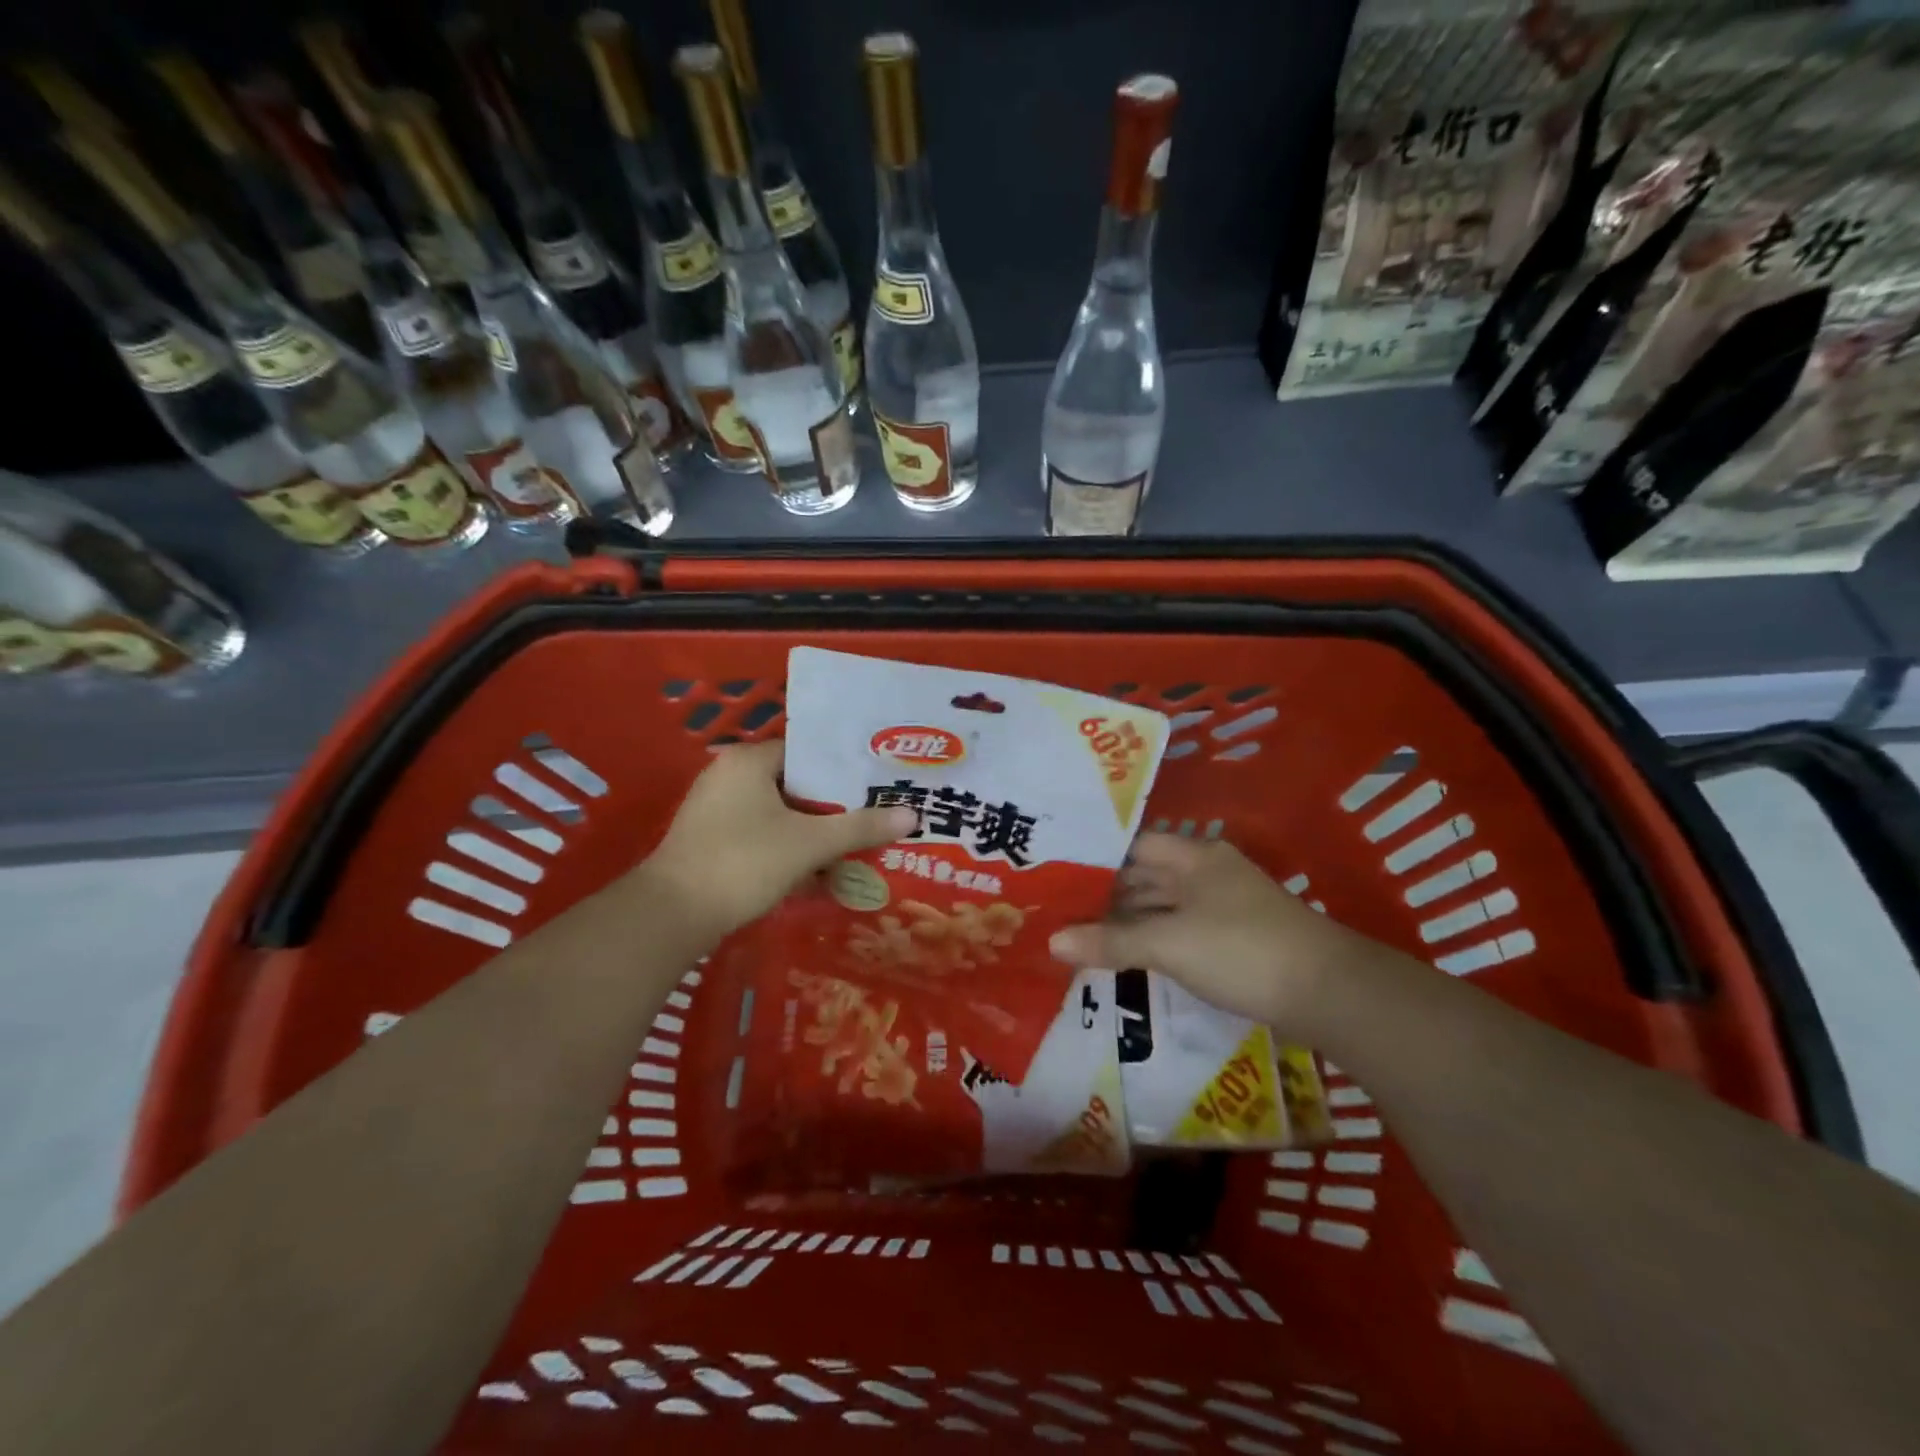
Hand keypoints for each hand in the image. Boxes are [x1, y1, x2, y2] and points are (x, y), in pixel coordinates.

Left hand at [638, 741, 916, 942]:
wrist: (672, 916)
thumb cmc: (743, 862)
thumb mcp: (810, 843)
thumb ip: (860, 827)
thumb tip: (913, 815)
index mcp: (749, 760)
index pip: (808, 752)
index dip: (845, 769)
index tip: (877, 785)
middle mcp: (729, 776)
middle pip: (796, 784)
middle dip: (834, 805)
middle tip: (874, 816)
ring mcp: (716, 810)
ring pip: (780, 812)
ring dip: (813, 831)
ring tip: (855, 845)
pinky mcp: (711, 841)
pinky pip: (762, 834)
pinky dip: (790, 847)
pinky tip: (819, 870)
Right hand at [1049, 832, 1373, 1028]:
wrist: (1329, 994)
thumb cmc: (1242, 951)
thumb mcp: (1170, 944)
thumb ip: (1110, 942)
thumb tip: (1051, 941)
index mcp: (1194, 857)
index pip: (1133, 846)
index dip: (1096, 859)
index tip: (1057, 875)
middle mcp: (1208, 873)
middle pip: (1146, 877)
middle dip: (1105, 895)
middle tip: (1058, 911)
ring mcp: (1224, 907)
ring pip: (1163, 906)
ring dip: (1128, 922)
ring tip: (1082, 936)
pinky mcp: (1234, 939)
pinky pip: (1180, 931)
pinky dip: (1152, 941)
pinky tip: (1126, 957)